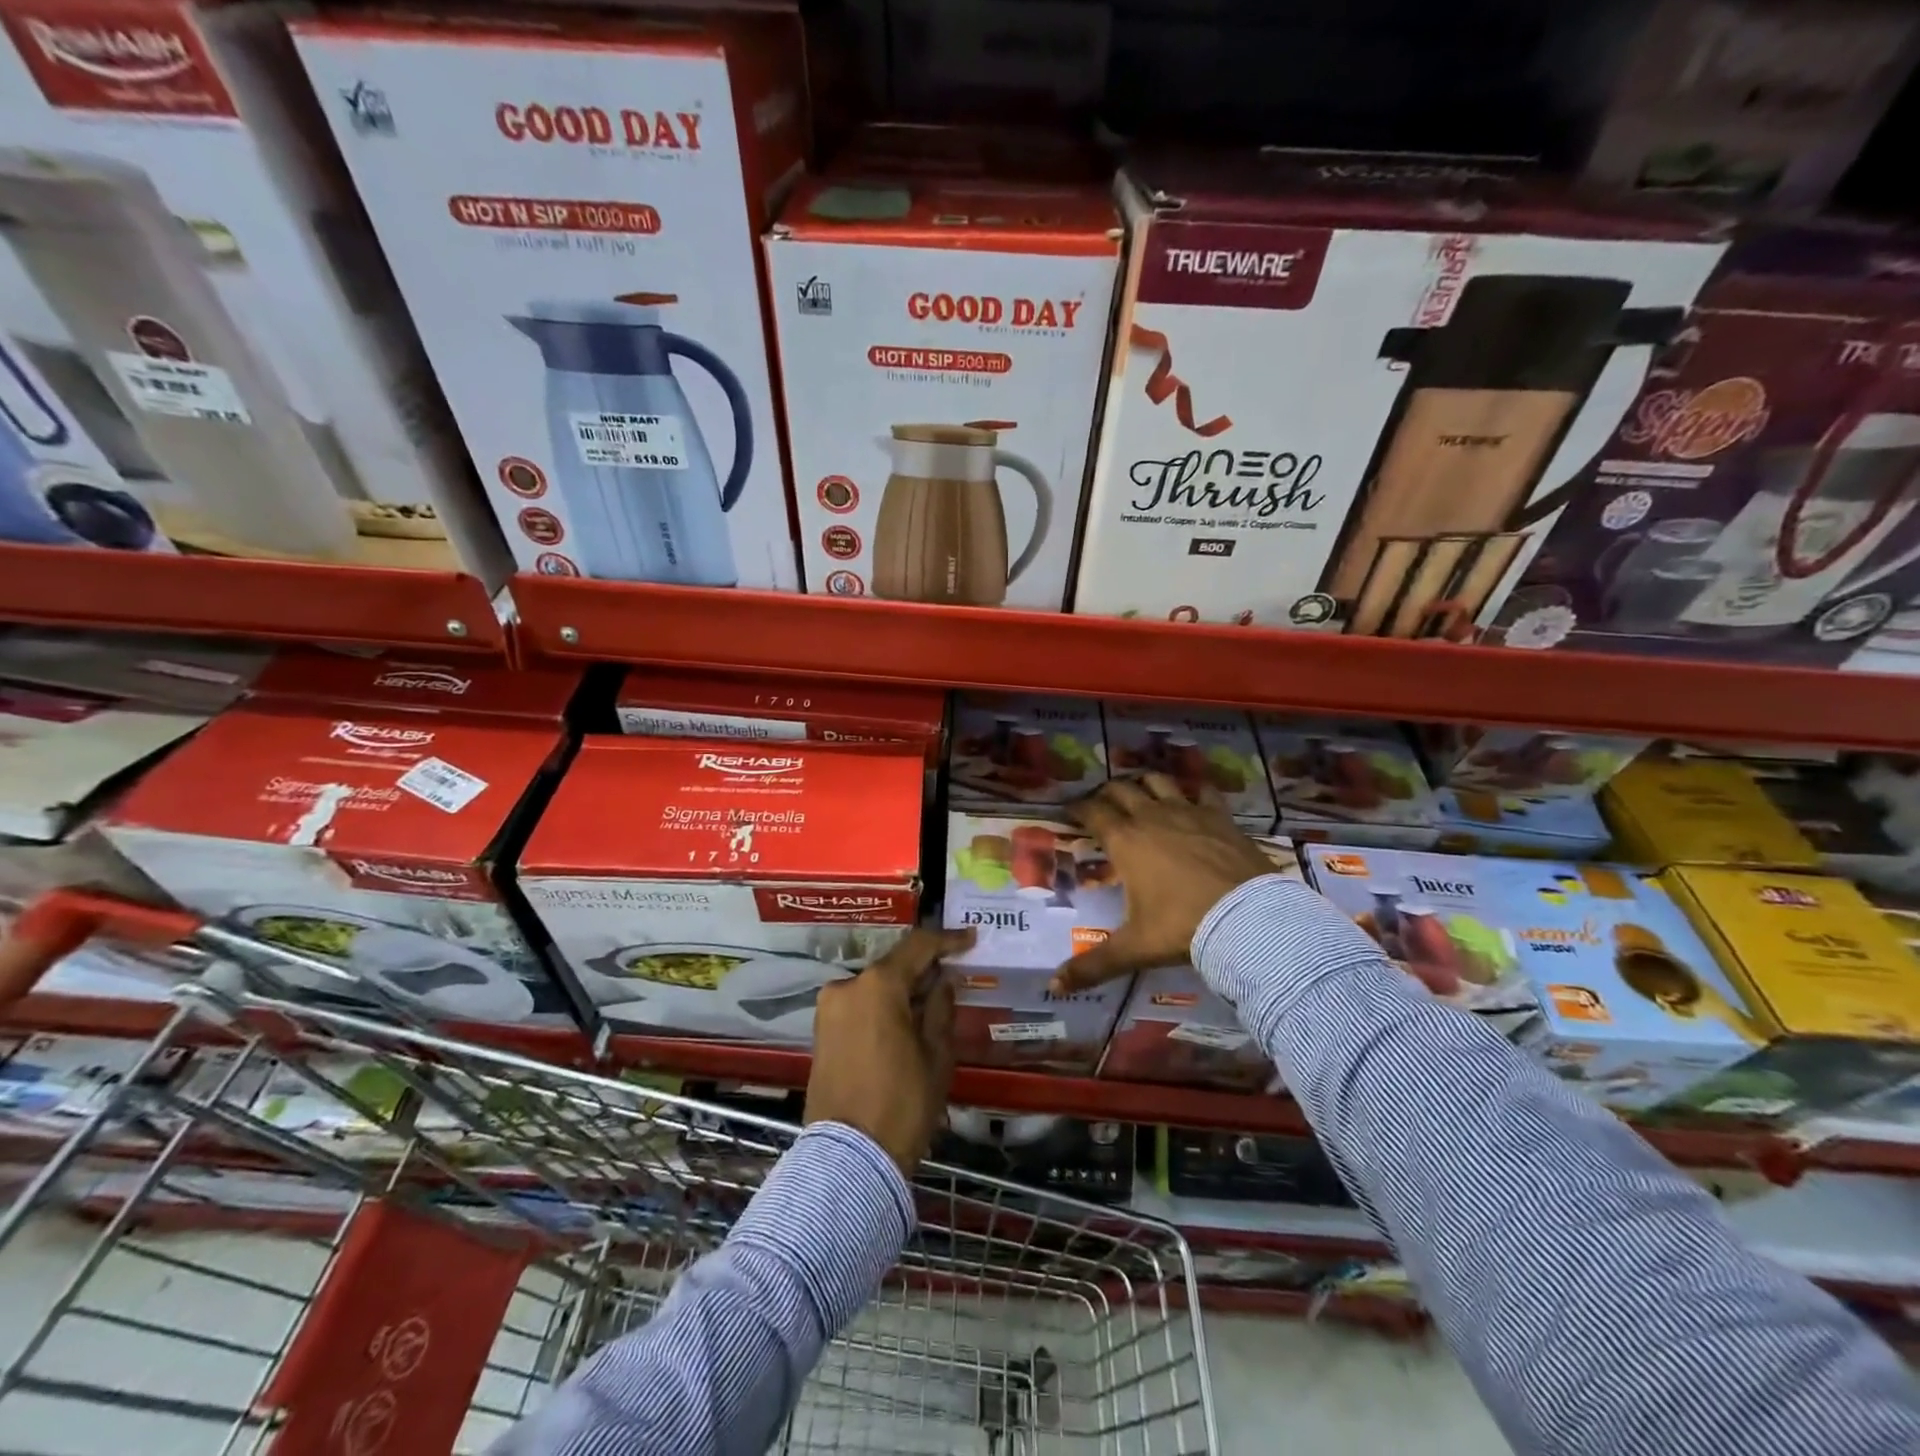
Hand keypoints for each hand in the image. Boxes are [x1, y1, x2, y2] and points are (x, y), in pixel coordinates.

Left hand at [805, 927, 973, 1175]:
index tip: (970, 940)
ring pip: (874, 988)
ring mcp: (828, 1010)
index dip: (947, 941)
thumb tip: (943, 981)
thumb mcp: (936, 1056)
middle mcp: (846, 987)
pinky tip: (904, 1023)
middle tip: (953, 979)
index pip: (917, 947)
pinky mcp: (820, 1033)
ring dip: (901, 992)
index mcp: (877, 985)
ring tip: (931, 1006)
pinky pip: (858, 1007)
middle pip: (892, 967)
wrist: (849, 1160)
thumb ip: (941, 1008)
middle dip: (923, 971)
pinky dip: (882, 1008)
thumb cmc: (902, 1104)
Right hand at [1052, 773, 1276, 992]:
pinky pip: (1203, 792)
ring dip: (1145, 784)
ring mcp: (1189, 812)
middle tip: (1101, 804)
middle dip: (1107, 793)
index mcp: (1125, 841)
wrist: (1248, 919)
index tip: (1068, 811)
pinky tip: (1194, 798)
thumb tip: (1054, 987)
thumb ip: (1093, 965)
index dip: (1077, 808)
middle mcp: (1152, 817)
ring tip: (1140, 793)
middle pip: (1121, 789)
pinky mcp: (1220, 817)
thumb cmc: (1182, 927)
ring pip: (1159, 781)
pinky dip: (1194, 791)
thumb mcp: (1134, 948)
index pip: (1092, 812)